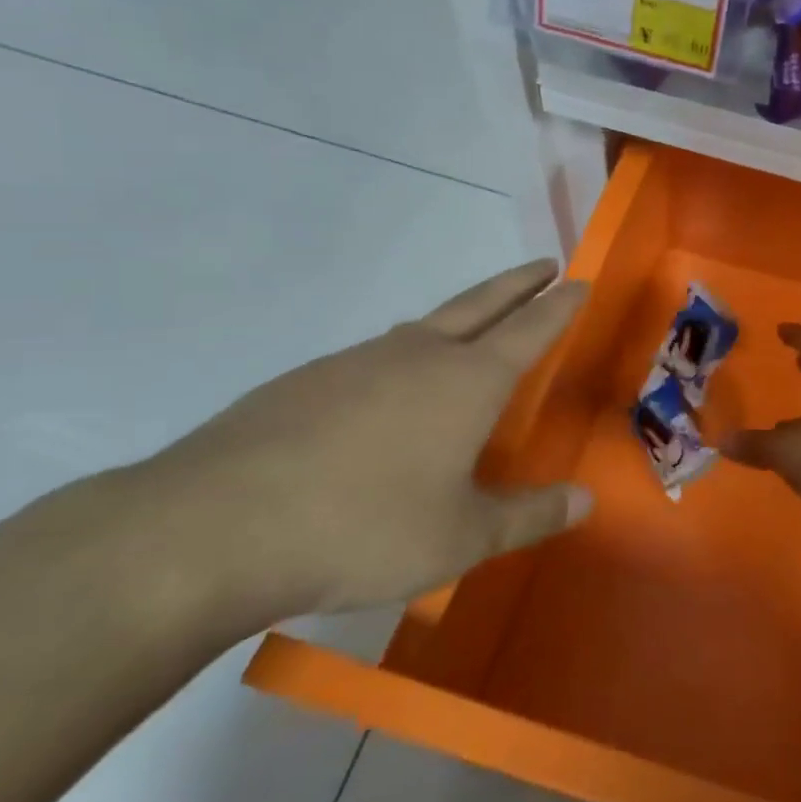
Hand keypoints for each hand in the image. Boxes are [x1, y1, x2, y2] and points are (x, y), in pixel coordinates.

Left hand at [143, 260, 592, 619]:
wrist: (213, 528)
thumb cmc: (363, 528)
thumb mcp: (461, 537)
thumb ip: (529, 516)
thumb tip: (587, 498)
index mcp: (467, 381)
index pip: (531, 328)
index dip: (560, 305)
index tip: (580, 281)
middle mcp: (418, 355)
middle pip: (481, 303)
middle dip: (519, 282)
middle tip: (544, 264)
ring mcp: (357, 361)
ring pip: (424, 326)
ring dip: (461, 316)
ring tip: (473, 327)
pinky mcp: (306, 380)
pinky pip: (375, 357)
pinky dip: (404, 355)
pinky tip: (388, 392)